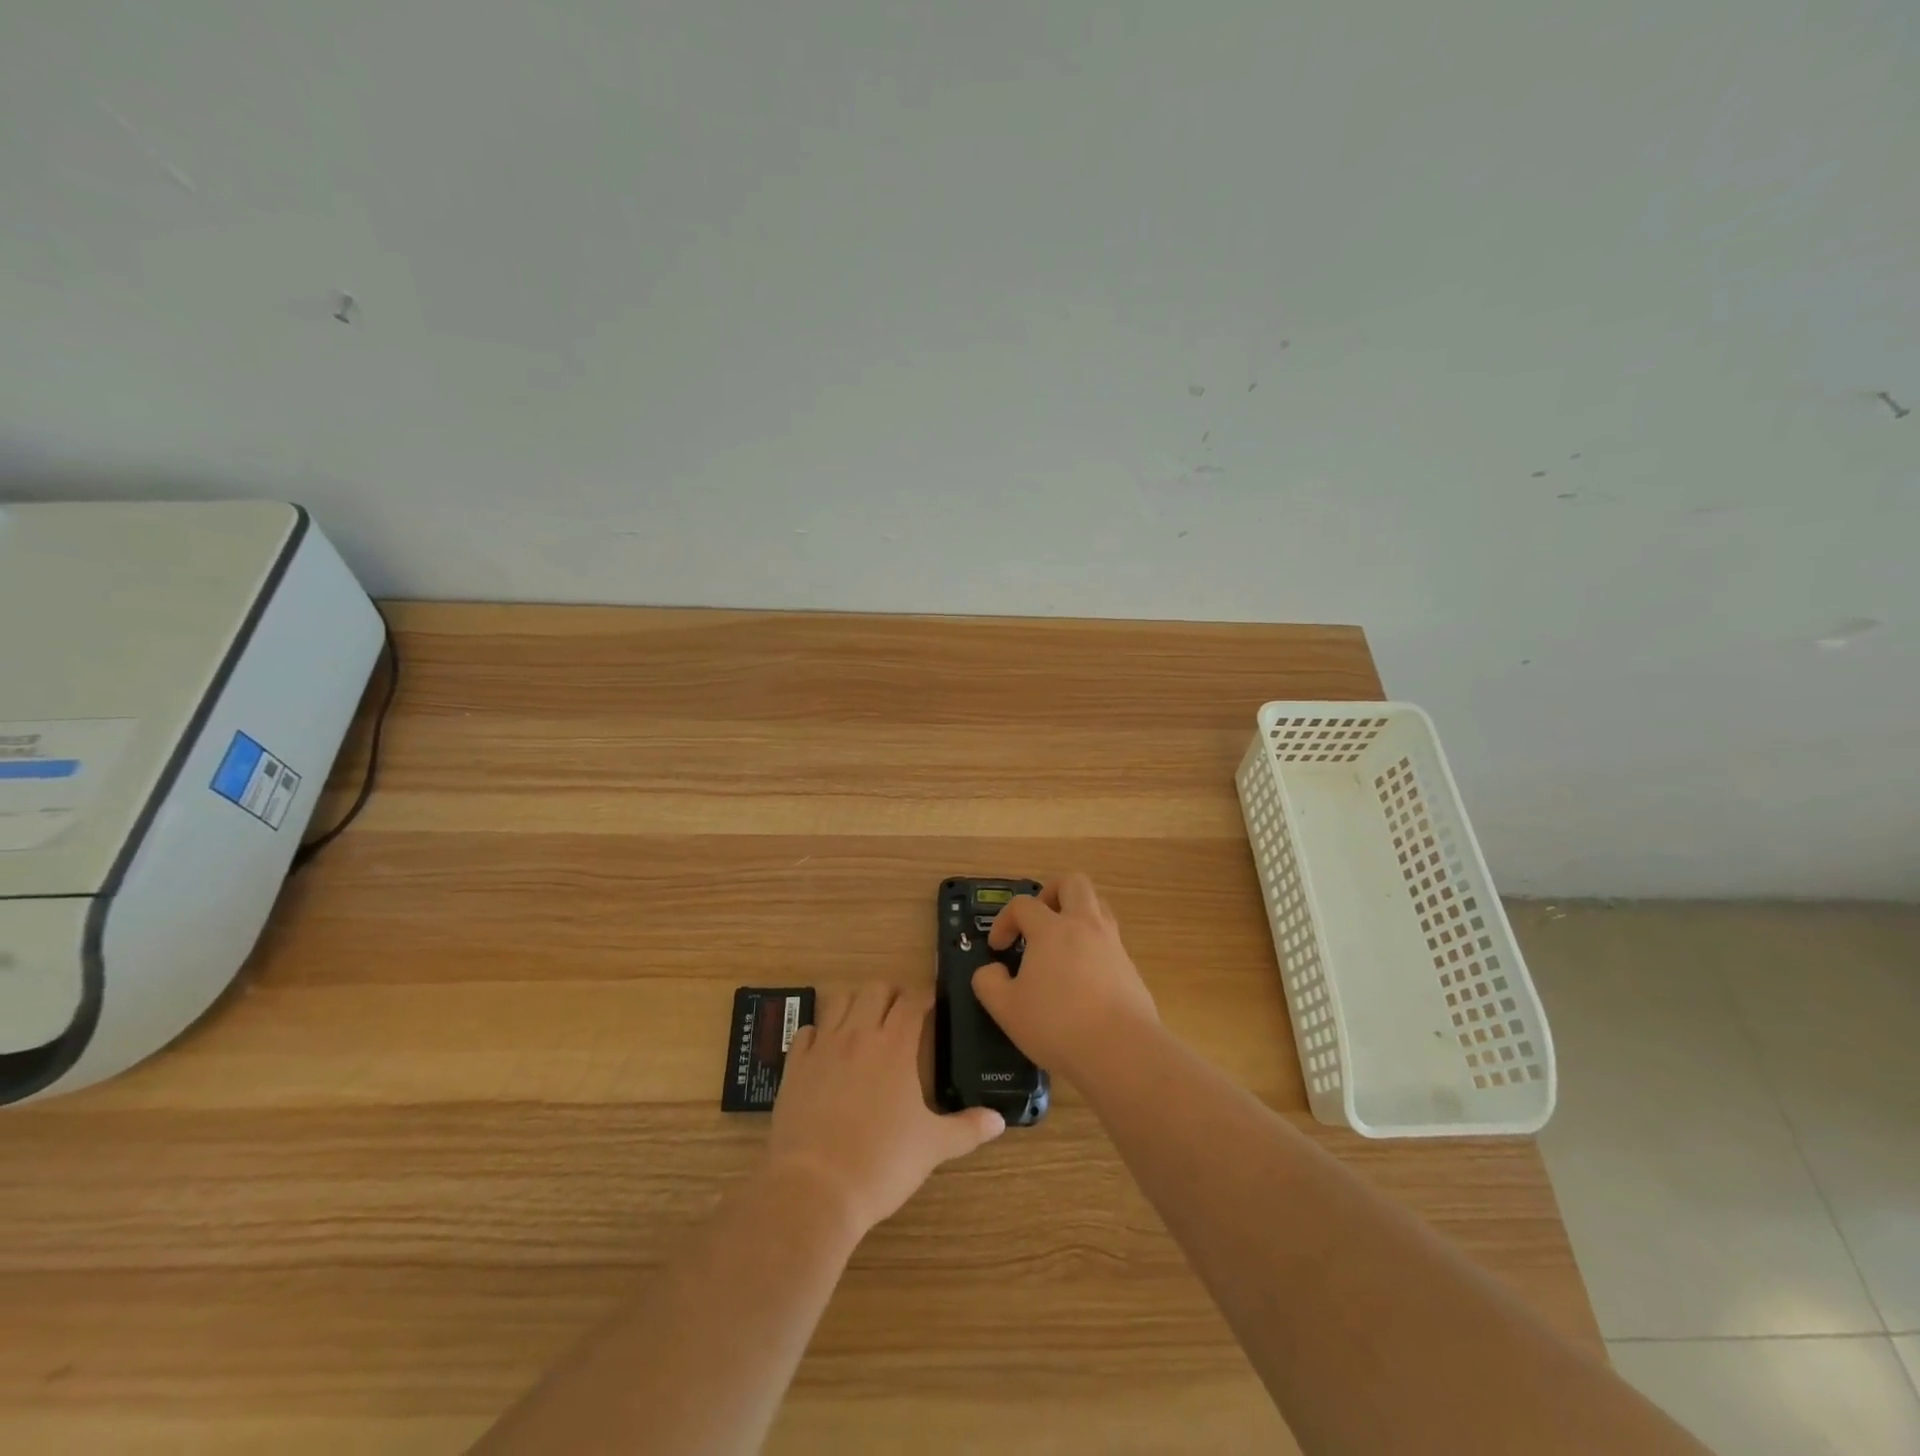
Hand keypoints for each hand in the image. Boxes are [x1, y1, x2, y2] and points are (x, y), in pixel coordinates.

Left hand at [768, 982, 1005, 1237]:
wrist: (814, 1189)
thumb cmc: (881, 1164)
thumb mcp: (933, 1147)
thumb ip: (967, 1128)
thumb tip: (999, 1120)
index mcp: (896, 1046)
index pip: (912, 1000)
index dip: (924, 996)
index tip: (932, 1003)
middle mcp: (859, 1034)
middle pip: (875, 989)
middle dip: (891, 993)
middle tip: (901, 1012)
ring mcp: (823, 1047)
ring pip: (839, 1000)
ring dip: (855, 1003)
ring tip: (865, 1022)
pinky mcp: (795, 1066)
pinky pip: (807, 1031)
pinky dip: (819, 1032)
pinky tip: (825, 1048)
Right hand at [972, 873, 1159, 1082]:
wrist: (1121, 1051)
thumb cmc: (1057, 1025)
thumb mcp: (1006, 1009)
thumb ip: (988, 983)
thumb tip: (991, 970)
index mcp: (1052, 929)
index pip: (1023, 905)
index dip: (1004, 920)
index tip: (998, 948)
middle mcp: (1085, 926)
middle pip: (1073, 883)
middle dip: (1051, 893)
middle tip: (1038, 921)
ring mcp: (1112, 944)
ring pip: (1098, 906)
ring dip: (1077, 915)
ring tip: (1061, 945)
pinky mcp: (1131, 967)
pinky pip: (1110, 941)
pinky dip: (1093, 947)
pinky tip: (1083, 979)